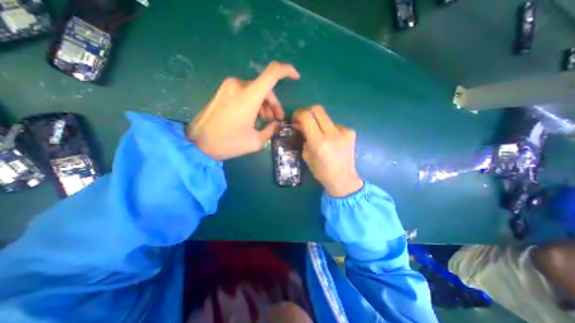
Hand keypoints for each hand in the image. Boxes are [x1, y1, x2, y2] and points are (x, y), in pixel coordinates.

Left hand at [188, 61, 300, 159]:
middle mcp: (239, 85)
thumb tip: (275, 124)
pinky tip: (254, 116)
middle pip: (265, 88)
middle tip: (276, 119)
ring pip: (256, 90)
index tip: (296, 77)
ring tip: (266, 120)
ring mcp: (229, 87)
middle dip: (274, 103)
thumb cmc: (228, 143)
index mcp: (248, 96)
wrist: (198, 143)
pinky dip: (254, 102)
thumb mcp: (255, 141)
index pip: (272, 73)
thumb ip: (270, 130)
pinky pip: (245, 92)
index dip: (287, 71)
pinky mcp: (224, 91)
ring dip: (264, 104)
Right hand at [294, 106, 360, 196]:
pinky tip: (330, 139)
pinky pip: (334, 124)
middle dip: (308, 112)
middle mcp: (332, 134)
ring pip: (326, 116)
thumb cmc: (322, 172)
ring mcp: (344, 131)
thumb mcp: (307, 156)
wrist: (344, 179)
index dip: (299, 114)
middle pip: (318, 109)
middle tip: (304, 121)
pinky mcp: (350, 132)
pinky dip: (328, 128)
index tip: (295, 119)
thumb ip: (303, 138)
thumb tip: (300, 125)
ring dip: (318, 122)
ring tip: (318, 133)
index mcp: (319, 143)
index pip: (307, 117)